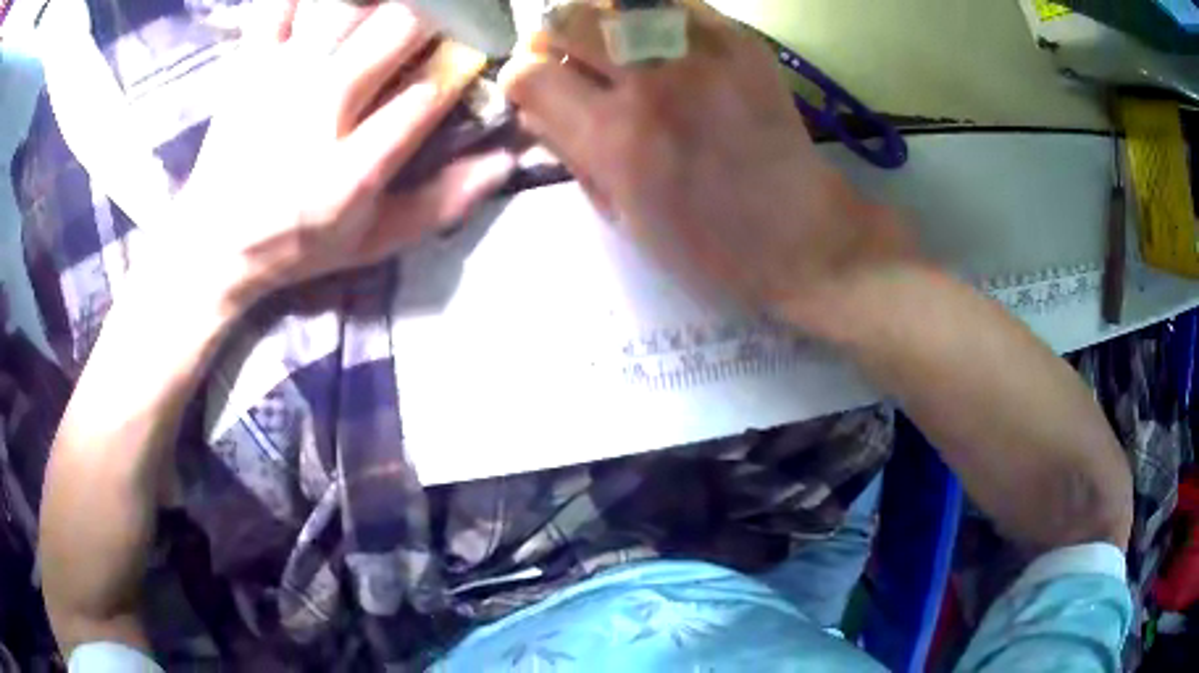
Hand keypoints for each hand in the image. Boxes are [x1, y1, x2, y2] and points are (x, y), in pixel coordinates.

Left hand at [169, 0, 514, 307]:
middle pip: (399, 28)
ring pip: (349, 5)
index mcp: (354, 167)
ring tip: (399, 10)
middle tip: (452, 14)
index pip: (430, 90)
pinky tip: (329, 4)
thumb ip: (440, 203)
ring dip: (386, 0)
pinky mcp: (250, 63)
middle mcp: (320, 109)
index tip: (483, 47)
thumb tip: (505, 159)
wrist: (212, 243)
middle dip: (441, 11)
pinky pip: (279, 5)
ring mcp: (280, 77)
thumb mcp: (373, 243)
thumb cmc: (297, 244)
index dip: (468, 59)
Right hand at [499, 2, 913, 321]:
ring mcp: (703, 53)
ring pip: (618, 1)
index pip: (529, 73)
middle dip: (552, 36)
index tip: (533, 88)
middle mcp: (653, 82)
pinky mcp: (742, 41)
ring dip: (601, 19)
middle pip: (566, 18)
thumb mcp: (619, 216)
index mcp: (615, 138)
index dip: (520, 77)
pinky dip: (652, 17)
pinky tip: (662, 44)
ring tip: (613, 46)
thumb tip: (533, 106)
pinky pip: (676, 5)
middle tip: (568, 56)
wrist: (799, 234)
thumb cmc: (705, 243)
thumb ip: (568, 151)